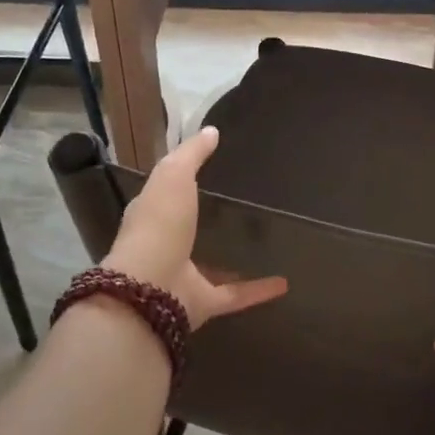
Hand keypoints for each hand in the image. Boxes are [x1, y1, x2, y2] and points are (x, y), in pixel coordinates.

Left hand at [101, 125, 287, 329]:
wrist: (151, 289)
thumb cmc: (160, 224)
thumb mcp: (173, 176)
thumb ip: (191, 154)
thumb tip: (211, 131)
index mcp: (153, 214)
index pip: (165, 193)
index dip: (180, 181)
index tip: (206, 170)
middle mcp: (165, 246)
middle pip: (186, 230)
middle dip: (205, 221)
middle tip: (238, 206)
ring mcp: (182, 277)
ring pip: (209, 265)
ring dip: (230, 259)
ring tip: (261, 244)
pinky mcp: (202, 303)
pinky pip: (234, 295)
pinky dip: (257, 290)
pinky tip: (284, 282)